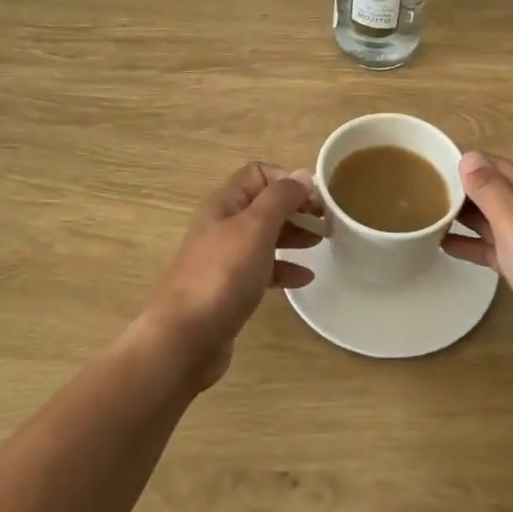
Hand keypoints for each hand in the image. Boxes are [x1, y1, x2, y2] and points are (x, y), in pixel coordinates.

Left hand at [144, 162, 321, 389]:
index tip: (315, 198)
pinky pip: (263, 269)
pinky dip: (284, 268)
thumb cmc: (223, 274)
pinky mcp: (230, 289)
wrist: (185, 337)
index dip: (287, 180)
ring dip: (293, 235)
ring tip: (321, 242)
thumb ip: (280, 198)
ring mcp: (225, 258)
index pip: (258, 174)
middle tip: (326, 222)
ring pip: (265, 236)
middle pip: (264, 205)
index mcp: (225, 203)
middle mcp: (223, 225)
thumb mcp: (256, 227)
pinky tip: (305, 278)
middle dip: (295, 208)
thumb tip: (303, 175)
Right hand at [441, 152, 512, 366]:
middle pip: (491, 190)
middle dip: (459, 188)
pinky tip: (444, 246)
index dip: (463, 161)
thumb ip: (488, 188)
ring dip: (462, 216)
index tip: (428, 161)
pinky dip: (471, 244)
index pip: (493, 164)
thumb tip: (468, 155)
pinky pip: (492, 247)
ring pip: (490, 219)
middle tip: (418, 190)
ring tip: (425, 214)